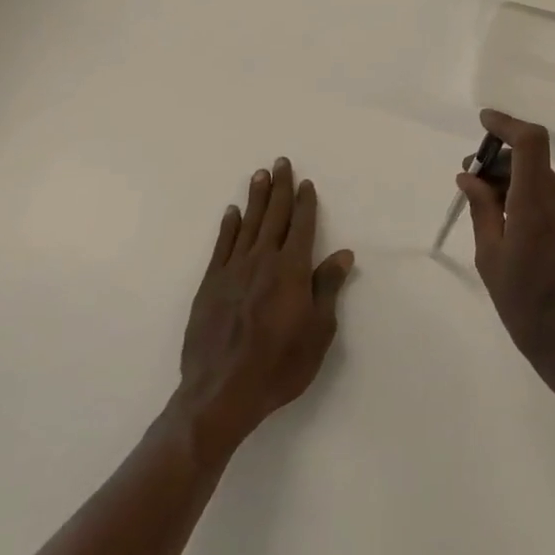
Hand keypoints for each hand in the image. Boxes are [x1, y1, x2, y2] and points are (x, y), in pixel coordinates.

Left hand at [175, 158, 354, 451]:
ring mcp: (233, 271)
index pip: (302, 226)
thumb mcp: (318, 332)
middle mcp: (262, 261)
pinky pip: (222, 246)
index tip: (305, 182)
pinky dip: (228, 226)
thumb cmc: (279, 366)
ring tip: (258, 175)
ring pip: (247, 224)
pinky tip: (232, 212)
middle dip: (279, 188)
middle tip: (280, 162)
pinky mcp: (211, 284)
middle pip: (273, 216)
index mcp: (292, 270)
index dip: (305, 203)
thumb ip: (327, 288)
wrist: (221, 392)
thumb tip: (343, 254)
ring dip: (255, 198)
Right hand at [459, 110, 554, 394]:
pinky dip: (525, 198)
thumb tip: (469, 177)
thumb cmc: (529, 308)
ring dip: (510, 182)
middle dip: (497, 161)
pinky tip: (507, 227)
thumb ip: (482, 211)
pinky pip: (550, 198)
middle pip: (531, 159)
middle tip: (468, 183)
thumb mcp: (492, 260)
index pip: (530, 141)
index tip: (482, 124)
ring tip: (482, 210)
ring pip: (539, 179)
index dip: (506, 124)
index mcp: (538, 202)